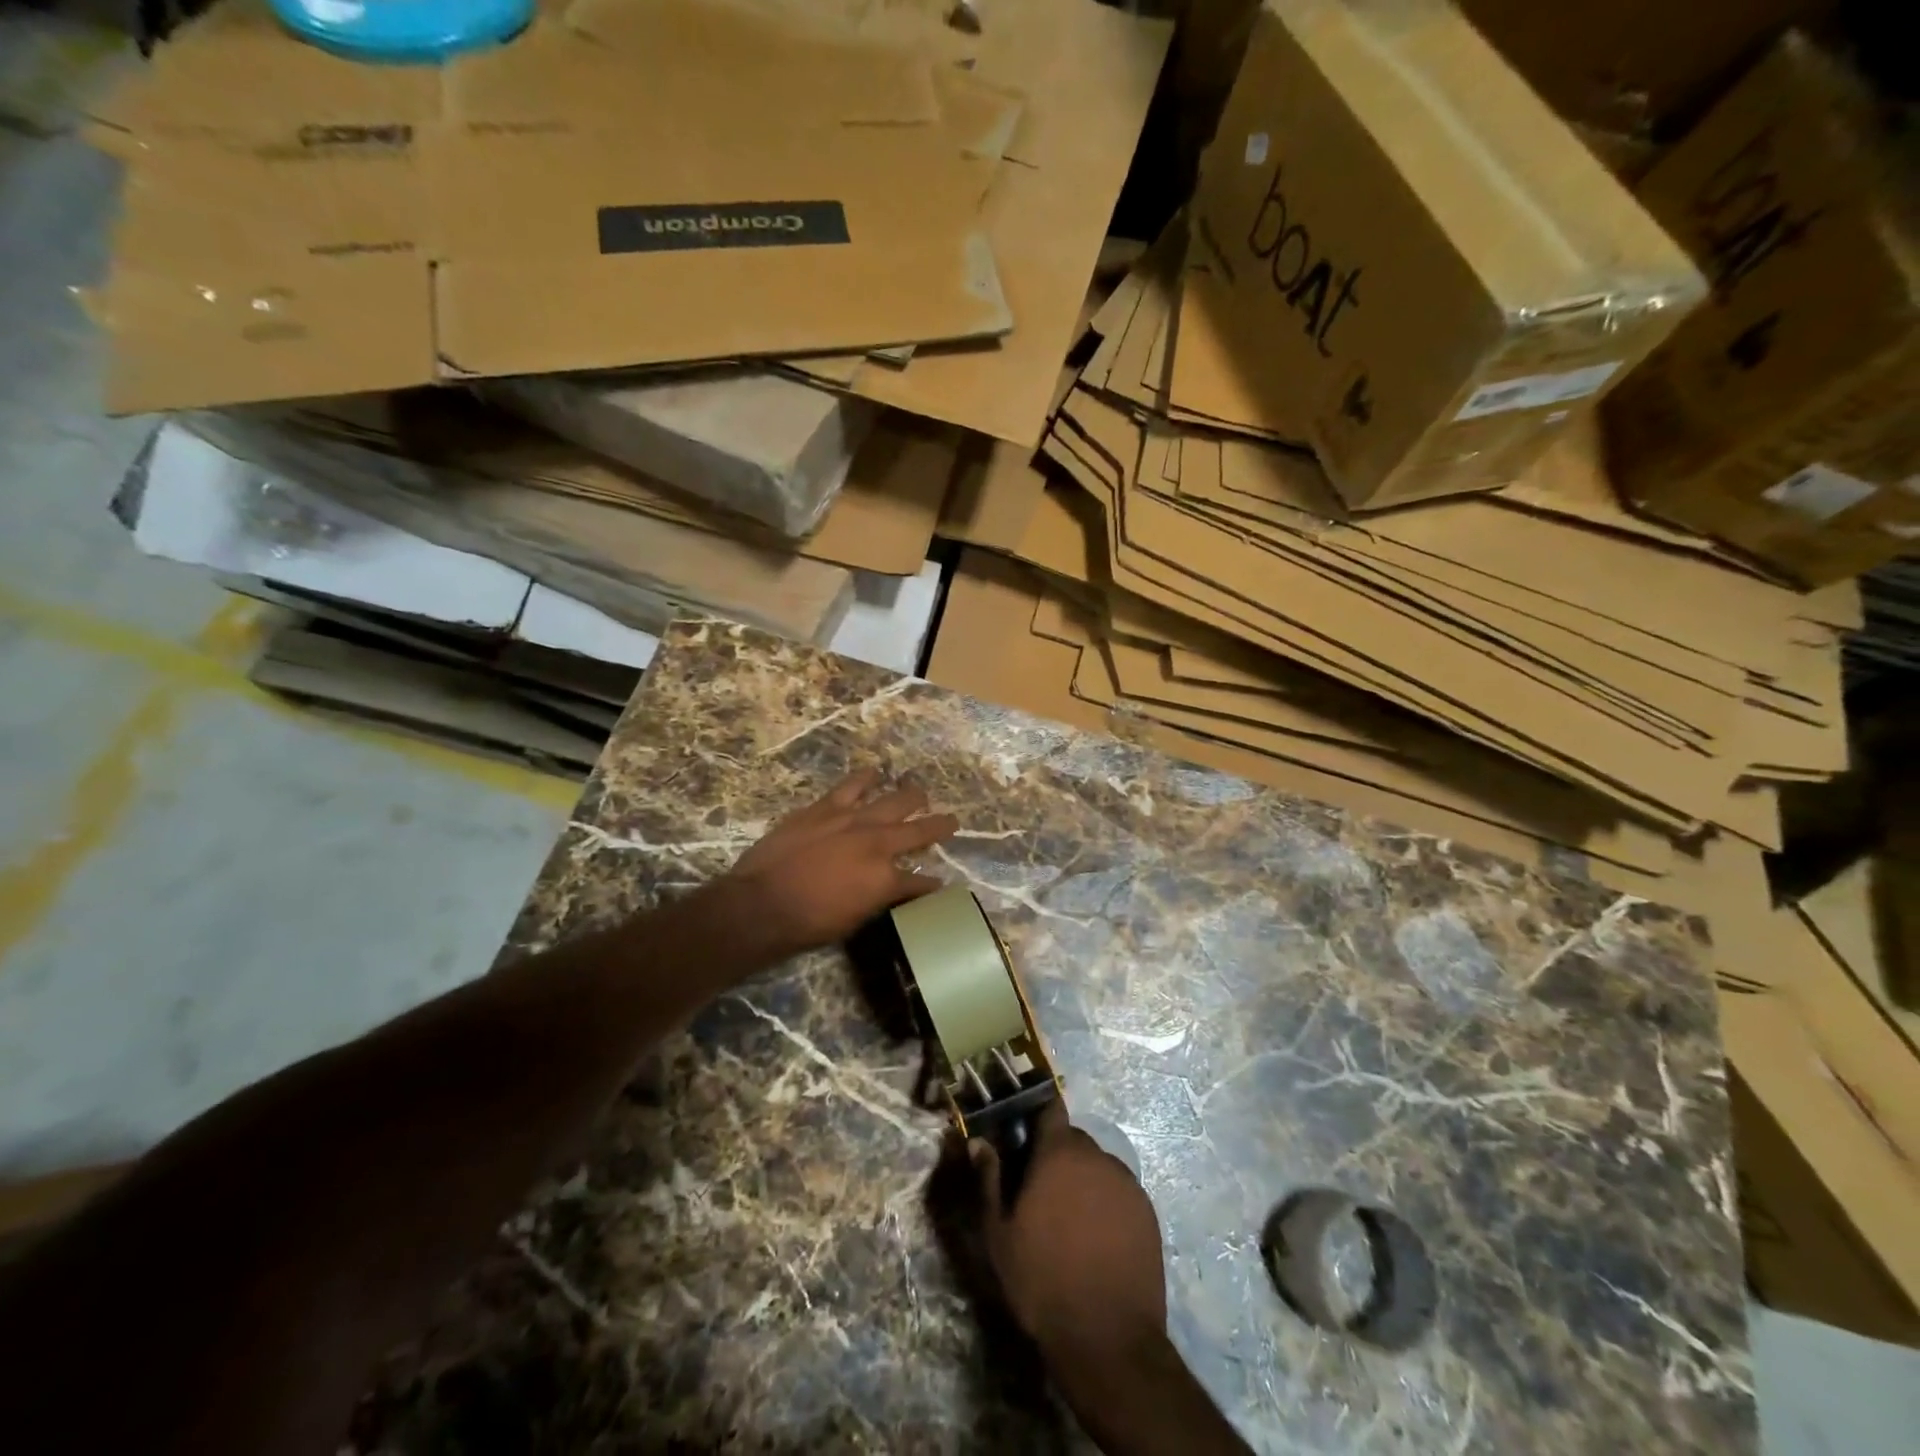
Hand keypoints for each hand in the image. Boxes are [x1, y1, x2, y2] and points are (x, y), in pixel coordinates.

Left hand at [725, 769, 958, 957]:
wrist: (762, 903)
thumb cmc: (807, 923)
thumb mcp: (854, 921)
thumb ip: (878, 901)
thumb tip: (890, 890)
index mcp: (886, 880)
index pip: (920, 882)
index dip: (932, 884)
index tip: (940, 884)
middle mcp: (878, 844)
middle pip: (919, 831)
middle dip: (939, 827)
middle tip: (951, 822)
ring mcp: (852, 820)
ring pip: (893, 801)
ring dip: (910, 797)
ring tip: (920, 794)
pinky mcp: (826, 808)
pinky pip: (852, 786)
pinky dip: (865, 778)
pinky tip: (874, 772)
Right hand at [972, 1101, 1166, 1369]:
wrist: (1107, 1339)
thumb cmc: (1042, 1280)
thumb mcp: (999, 1234)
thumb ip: (989, 1179)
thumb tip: (978, 1141)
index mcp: (1059, 1154)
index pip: (1050, 1109)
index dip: (1037, 1117)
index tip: (1024, 1136)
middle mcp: (1097, 1157)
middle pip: (1073, 1140)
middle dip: (1057, 1156)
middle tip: (1041, 1190)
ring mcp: (1127, 1184)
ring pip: (1098, 1167)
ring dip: (1083, 1180)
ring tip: (1070, 1220)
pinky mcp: (1148, 1213)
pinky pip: (1120, 1193)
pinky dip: (1107, 1203)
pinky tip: (1097, 1239)